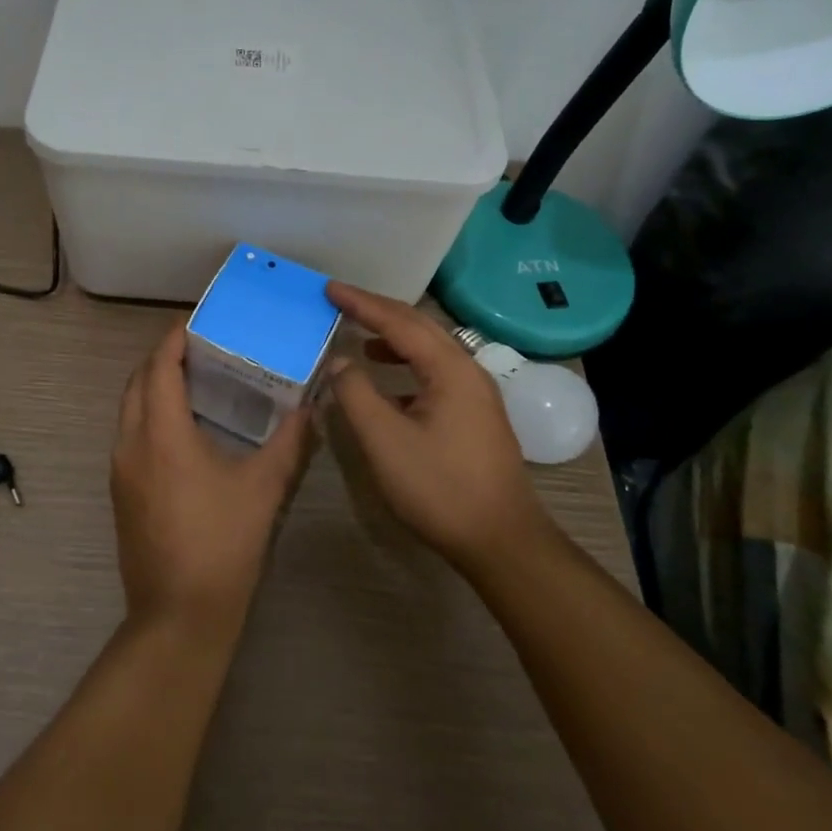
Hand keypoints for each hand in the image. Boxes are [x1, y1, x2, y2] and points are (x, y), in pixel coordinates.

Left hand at [110, 322, 311, 644]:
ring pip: (128, 410)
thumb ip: (289, 442)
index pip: (159, 368)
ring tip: (193, 382)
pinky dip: (148, 415)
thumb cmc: (222, 544)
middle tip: (198, 349)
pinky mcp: (121, 493)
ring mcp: (120, 470)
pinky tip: (182, 430)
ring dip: (152, 388)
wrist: (178, 616)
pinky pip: (129, 435)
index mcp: (161, 434)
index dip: (173, 340)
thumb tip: (308, 408)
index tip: (194, 323)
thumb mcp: (263, 489)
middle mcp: (131, 444)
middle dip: (161, 359)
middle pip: (136, 383)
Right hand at [325, 282, 551, 580]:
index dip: (361, 303)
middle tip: (342, 302)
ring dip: (394, 338)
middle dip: (379, 311)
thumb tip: (341, 361)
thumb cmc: (440, 488)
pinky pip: (436, 373)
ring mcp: (476, 394)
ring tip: (361, 338)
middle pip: (419, 327)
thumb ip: (356, 394)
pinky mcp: (476, 416)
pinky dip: (407, 366)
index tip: (329, 289)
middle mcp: (468, 371)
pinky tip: (388, 385)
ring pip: (430, 350)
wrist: (502, 542)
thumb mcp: (385, 441)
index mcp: (450, 369)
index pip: (399, 322)